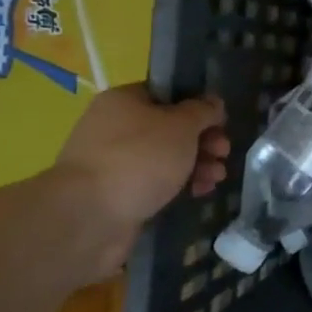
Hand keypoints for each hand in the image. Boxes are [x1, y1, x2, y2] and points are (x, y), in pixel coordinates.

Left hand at [55, 86, 229, 269]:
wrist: (88, 217)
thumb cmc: (139, 159)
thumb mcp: (182, 125)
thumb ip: (203, 111)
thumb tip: (213, 104)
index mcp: (125, 101)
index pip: (169, 94)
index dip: (199, 106)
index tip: (221, 123)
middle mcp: (115, 127)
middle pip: (171, 128)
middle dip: (203, 141)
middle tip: (223, 153)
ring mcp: (114, 162)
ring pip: (166, 157)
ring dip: (197, 164)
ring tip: (217, 178)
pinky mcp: (118, 193)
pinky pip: (156, 182)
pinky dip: (180, 184)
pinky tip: (200, 192)